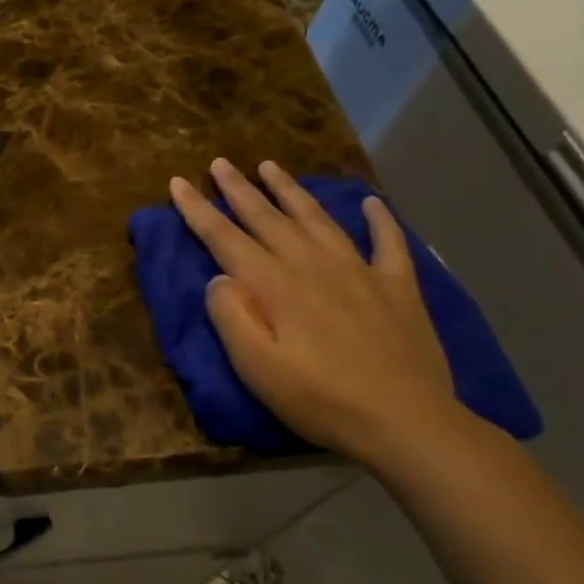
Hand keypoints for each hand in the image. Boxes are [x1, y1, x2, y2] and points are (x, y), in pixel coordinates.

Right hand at [170, 158, 470, 464]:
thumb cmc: (319, 398)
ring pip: (317, 219)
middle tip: (219, 163)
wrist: (406, 420)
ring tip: (270, 167)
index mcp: (274, 285)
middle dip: (239, 189)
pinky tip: (371, 203)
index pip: (226, 238)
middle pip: (268, 218)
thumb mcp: (256, 366)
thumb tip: (218, 277)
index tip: (177, 183)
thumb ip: (231, 315)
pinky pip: (387, 243)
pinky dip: (379, 220)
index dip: (199, 210)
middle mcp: (312, 265)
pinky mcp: (397, 288)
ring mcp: (359, 272)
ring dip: (290, 191)